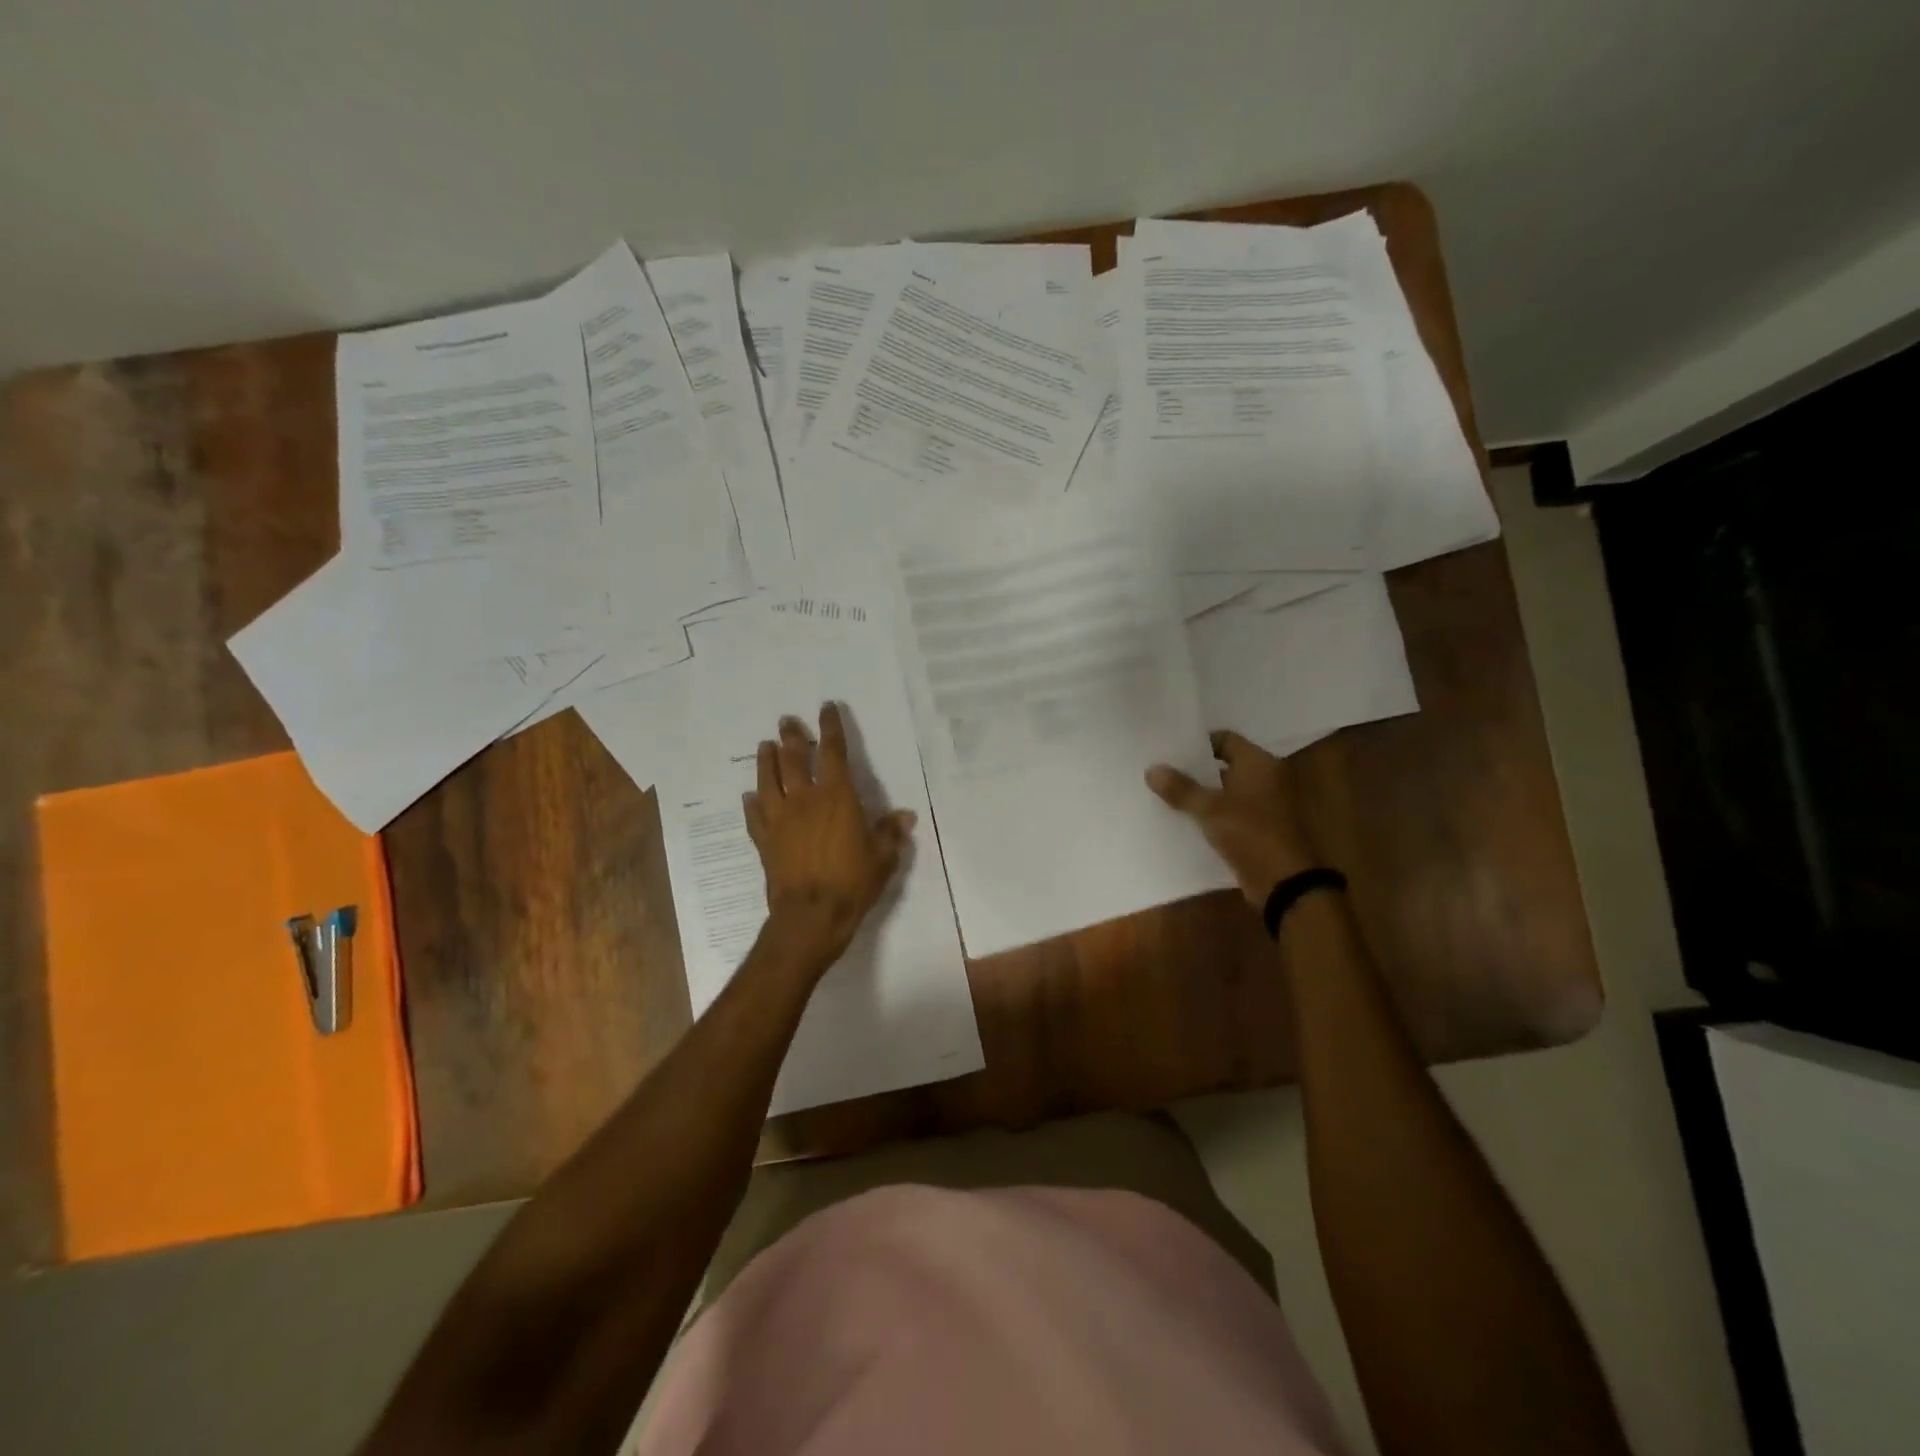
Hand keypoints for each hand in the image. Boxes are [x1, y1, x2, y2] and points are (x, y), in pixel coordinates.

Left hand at [745, 703, 915, 970]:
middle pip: (795, 759)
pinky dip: (752, 804)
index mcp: (837, 797)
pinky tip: (749, 797)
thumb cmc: (853, 883)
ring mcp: (780, 819)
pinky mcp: (764, 841)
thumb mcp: (883, 857)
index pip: (834, 752)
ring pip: (769, 781)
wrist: (811, 916)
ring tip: (765, 746)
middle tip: (787, 721)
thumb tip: (905, 816)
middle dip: (792, 737)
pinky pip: (755, 816)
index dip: (831, 728)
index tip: (826, 708)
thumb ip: (891, 833)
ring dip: (767, 761)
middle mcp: (805, 800)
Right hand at [1147, 730, 1318, 907]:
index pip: (1225, 739)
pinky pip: (1230, 813)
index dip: (1198, 743)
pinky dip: (1211, 814)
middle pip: (1224, 765)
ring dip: (1201, 794)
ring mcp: (1264, 804)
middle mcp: (1265, 778)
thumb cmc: (1250, 833)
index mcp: (1259, 763)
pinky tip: (1184, 819)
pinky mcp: (1259, 828)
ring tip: (1166, 794)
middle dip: (1195, 770)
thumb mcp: (1209, 809)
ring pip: (1226, 791)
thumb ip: (1181, 788)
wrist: (1284, 881)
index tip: (1170, 752)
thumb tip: (1152, 770)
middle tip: (1162, 771)